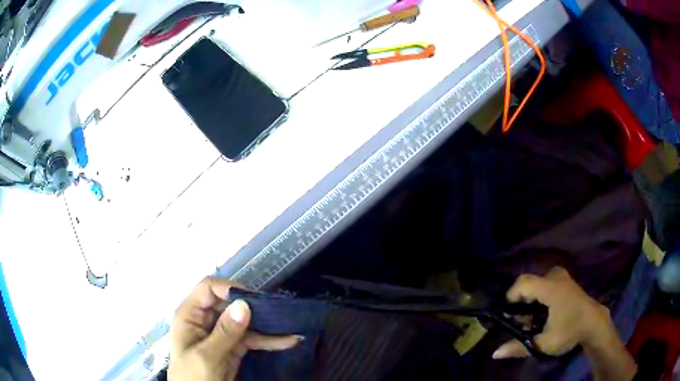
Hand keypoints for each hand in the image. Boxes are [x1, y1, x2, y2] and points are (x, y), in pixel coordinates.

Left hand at [169, 278, 300, 380]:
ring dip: (267, 324)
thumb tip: (244, 304)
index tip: (256, 300)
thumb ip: (225, 332)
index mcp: (190, 315)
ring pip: (244, 321)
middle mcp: (205, 320)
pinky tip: (287, 341)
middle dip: (254, 307)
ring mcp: (221, 334)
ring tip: (291, 325)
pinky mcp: (233, 347)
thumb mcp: (206, 356)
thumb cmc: (194, 377)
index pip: (209, 290)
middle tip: (280, 311)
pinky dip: (269, 340)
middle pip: (230, 304)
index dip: (230, 289)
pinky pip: (252, 338)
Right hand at [492, 267, 613, 358]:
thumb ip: (519, 347)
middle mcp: (555, 276)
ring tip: (532, 319)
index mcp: (551, 288)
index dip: (511, 296)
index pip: (523, 283)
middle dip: (521, 301)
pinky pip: (544, 282)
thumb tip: (495, 354)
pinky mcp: (565, 279)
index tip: (507, 315)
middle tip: (522, 321)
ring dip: (530, 299)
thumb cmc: (570, 332)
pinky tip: (542, 312)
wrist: (594, 323)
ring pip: (536, 283)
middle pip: (528, 282)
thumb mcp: (544, 344)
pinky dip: (539, 296)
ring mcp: (561, 276)